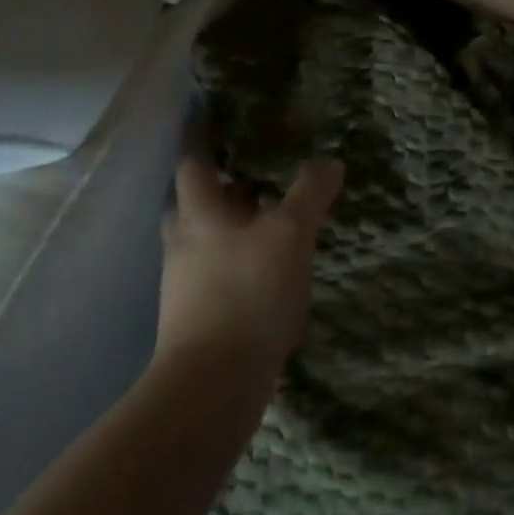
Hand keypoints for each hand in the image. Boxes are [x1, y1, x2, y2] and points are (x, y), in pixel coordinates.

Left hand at [155, 155, 343, 383]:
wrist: (213, 386)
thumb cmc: (248, 292)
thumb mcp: (291, 233)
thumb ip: (310, 193)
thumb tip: (329, 161)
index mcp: (199, 213)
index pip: (193, 164)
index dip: (205, 143)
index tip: (224, 128)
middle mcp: (183, 244)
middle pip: (194, 204)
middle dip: (221, 190)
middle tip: (256, 178)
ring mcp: (184, 285)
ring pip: (204, 243)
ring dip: (231, 230)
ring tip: (270, 225)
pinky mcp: (195, 320)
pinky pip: (214, 278)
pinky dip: (236, 267)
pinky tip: (267, 276)